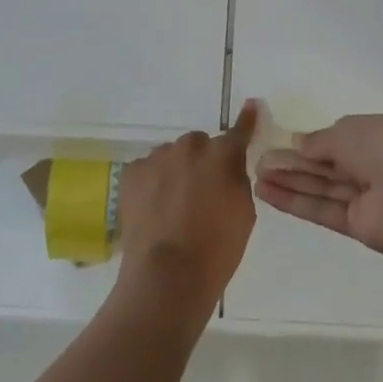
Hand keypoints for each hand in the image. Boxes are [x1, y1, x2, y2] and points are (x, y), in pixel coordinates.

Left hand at [116, 102, 256, 315]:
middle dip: (201, 162)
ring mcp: (157, 157)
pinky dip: (151, 184)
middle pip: (198, 145)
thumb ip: (236, 180)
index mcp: (222, 155)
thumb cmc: (217, 249)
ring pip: (170, 156)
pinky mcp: (132, 173)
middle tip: (200, 194)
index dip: (246, 120)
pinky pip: (147, 170)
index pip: (238, 131)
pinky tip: (152, 210)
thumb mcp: (243, 213)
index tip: (251, 106)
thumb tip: (226, 168)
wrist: (168, 274)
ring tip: (172, 207)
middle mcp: (189, 147)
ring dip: (174, 172)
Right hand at [254, 112, 382, 257]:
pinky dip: (297, 202)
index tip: (287, 143)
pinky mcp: (361, 226)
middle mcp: (382, 165)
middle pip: (331, 164)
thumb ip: (321, 140)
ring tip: (255, 177)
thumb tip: (299, 143)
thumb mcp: (349, 130)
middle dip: (296, 163)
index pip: (348, 136)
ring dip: (291, 182)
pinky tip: (267, 194)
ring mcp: (373, 198)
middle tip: (259, 161)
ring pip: (325, 187)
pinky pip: (325, 210)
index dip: (317, 141)